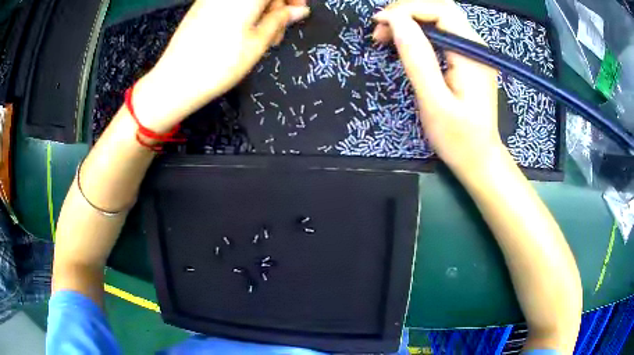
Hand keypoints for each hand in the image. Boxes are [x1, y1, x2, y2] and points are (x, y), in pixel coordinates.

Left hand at [134, 0, 309, 131]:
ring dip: (260, 12)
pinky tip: (241, 33)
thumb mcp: (258, 42)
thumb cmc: (222, 62)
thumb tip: (300, 11)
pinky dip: (242, 13)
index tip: (298, 14)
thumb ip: (280, 20)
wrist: (177, 79)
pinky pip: (229, 4)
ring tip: (259, 39)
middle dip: (275, 7)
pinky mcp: (201, 6)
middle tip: (277, 34)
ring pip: (246, 0)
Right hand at [372, 0, 500, 170]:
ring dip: (410, 20)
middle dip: (406, 12)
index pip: (439, 10)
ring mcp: (472, 50)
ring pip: (439, 17)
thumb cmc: (458, 138)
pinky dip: (419, 31)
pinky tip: (405, 43)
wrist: (480, 159)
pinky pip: (442, 31)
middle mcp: (475, 45)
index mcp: (471, 52)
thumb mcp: (434, 101)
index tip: (379, 24)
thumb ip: (417, 58)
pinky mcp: (467, 58)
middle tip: (381, 31)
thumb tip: (395, 22)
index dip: (406, 10)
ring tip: (387, 37)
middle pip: (439, 8)